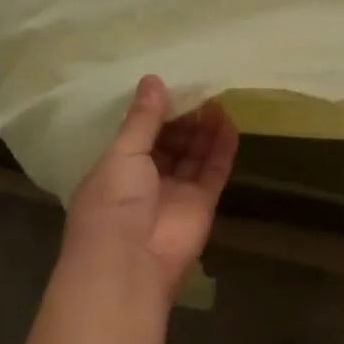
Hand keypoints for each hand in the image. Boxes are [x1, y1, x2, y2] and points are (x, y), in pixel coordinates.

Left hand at [64, 75, 238, 301]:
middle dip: (184, 117)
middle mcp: (145, 180)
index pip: (140, 134)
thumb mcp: (122, 153)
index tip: (174, 86)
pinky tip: (230, 122)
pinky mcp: (202, 204)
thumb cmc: (113, 203)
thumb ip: (142, 118)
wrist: (129, 264)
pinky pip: (214, 170)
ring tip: (218, 99)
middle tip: (200, 88)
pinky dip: (222, 148)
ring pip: (194, 154)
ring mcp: (175, 193)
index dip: (157, 112)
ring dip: (205, 129)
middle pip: (170, 142)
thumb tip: (153, 79)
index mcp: (116, 169)